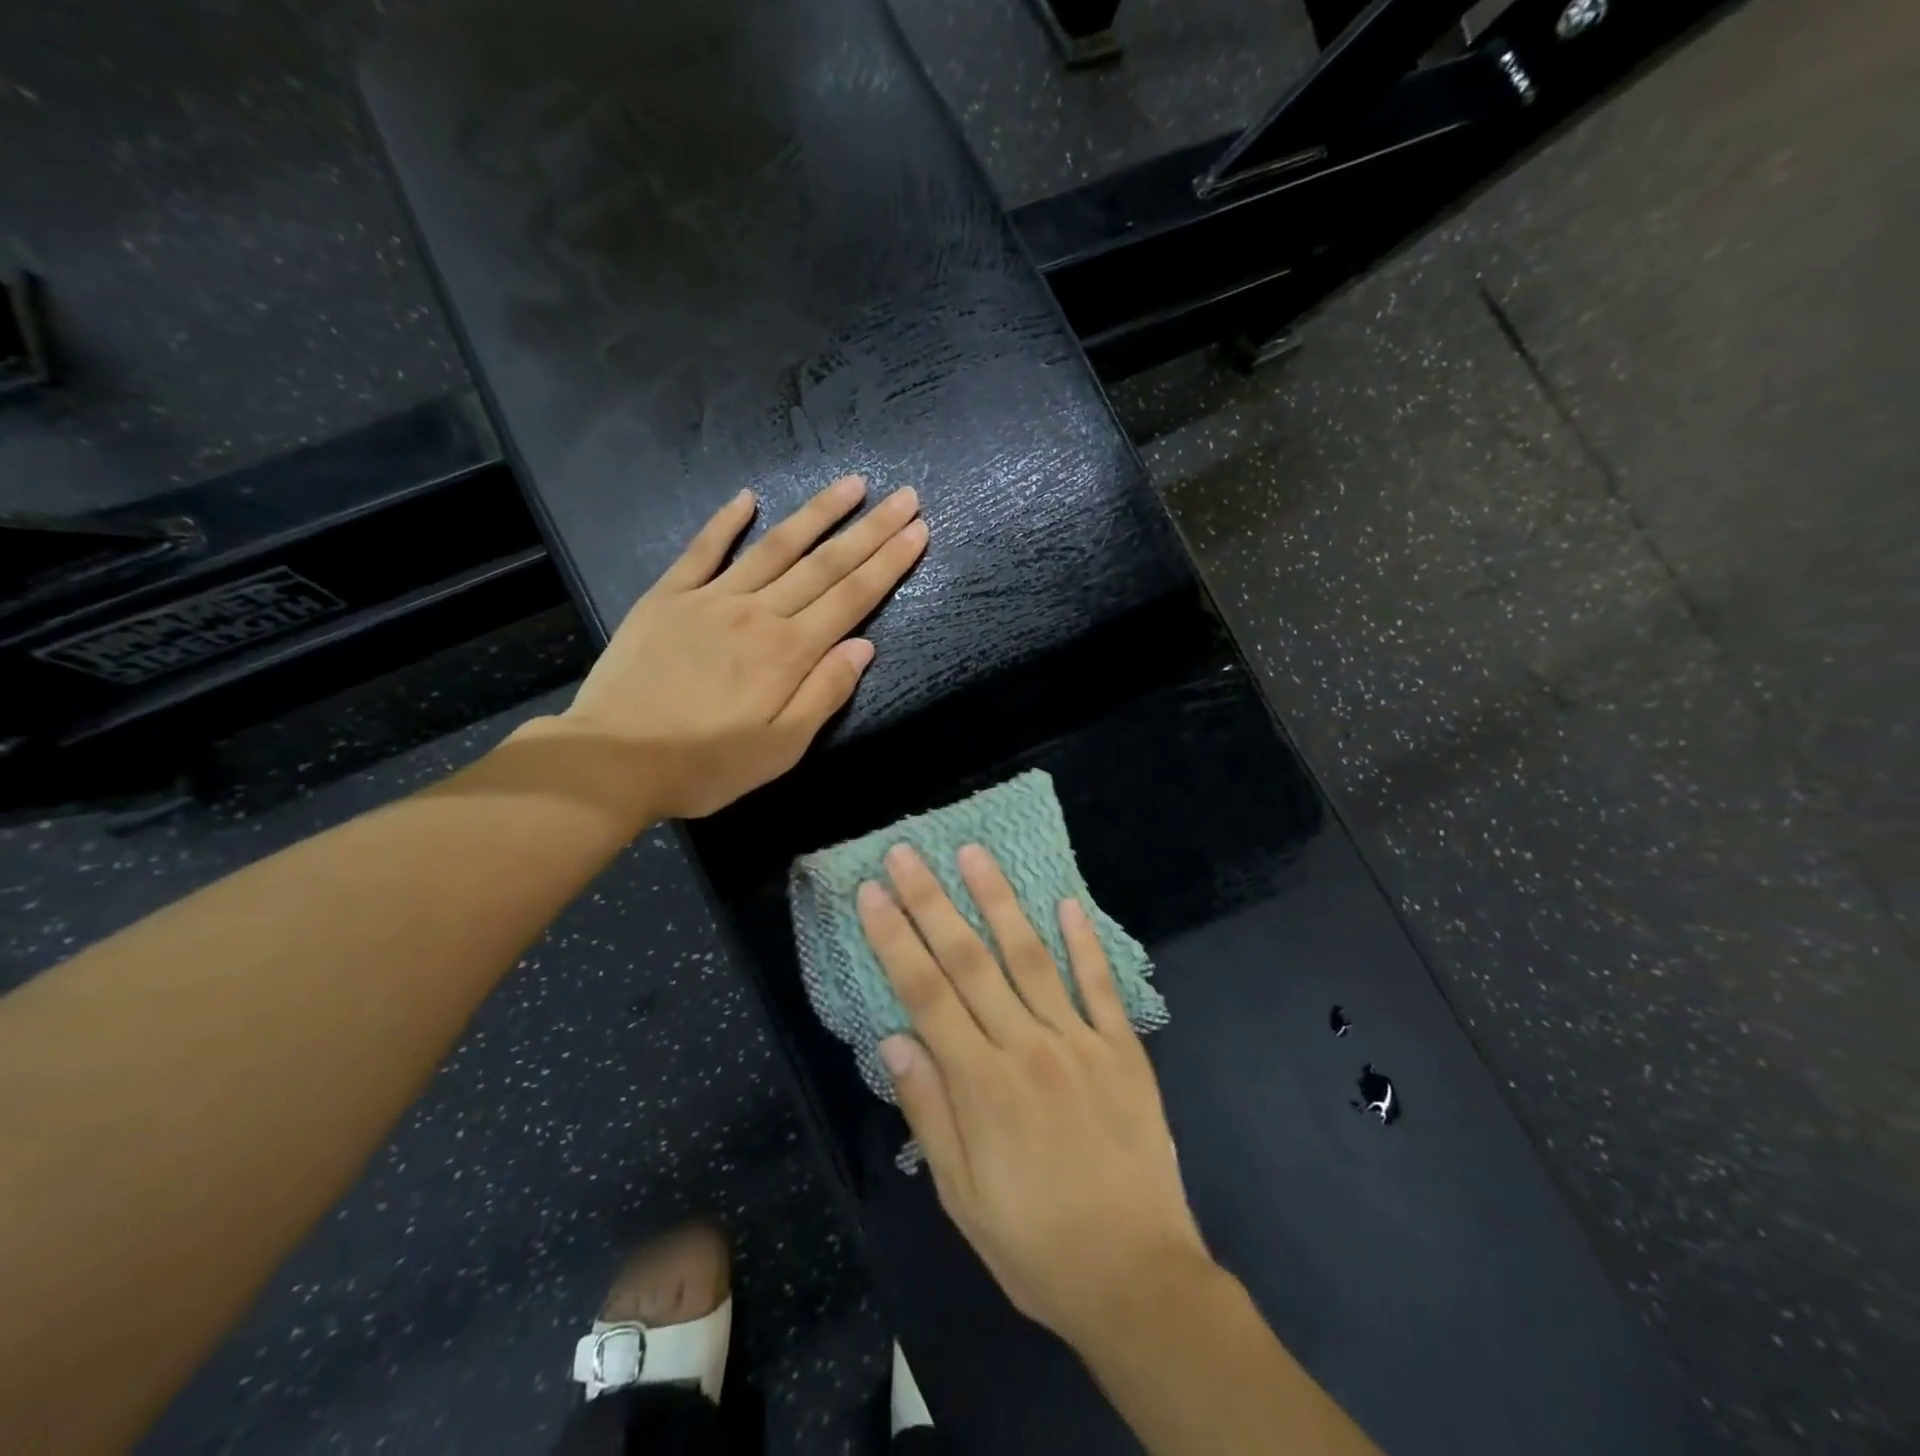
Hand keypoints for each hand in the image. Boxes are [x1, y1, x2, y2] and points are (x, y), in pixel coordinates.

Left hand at [558, 475, 926, 818]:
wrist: (614, 760)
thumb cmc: (706, 764)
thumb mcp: (781, 748)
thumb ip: (825, 693)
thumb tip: (864, 646)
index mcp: (789, 652)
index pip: (852, 597)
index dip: (890, 562)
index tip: (918, 530)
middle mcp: (758, 613)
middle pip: (825, 564)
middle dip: (870, 529)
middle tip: (904, 496)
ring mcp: (711, 598)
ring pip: (775, 546)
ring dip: (817, 513)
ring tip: (851, 485)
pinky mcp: (668, 597)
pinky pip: (703, 550)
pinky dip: (726, 522)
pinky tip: (747, 498)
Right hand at [858, 844, 1211, 1345]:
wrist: (1138, 1278)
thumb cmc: (1036, 1243)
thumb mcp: (963, 1196)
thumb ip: (928, 1111)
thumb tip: (893, 1038)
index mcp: (982, 1084)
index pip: (926, 993)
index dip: (895, 938)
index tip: (872, 892)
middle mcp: (1027, 1047)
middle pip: (970, 960)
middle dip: (933, 902)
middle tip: (908, 852)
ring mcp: (1080, 1042)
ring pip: (1031, 957)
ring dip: (1000, 901)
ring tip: (975, 854)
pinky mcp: (1123, 1050)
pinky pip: (1100, 986)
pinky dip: (1083, 942)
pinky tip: (1067, 902)